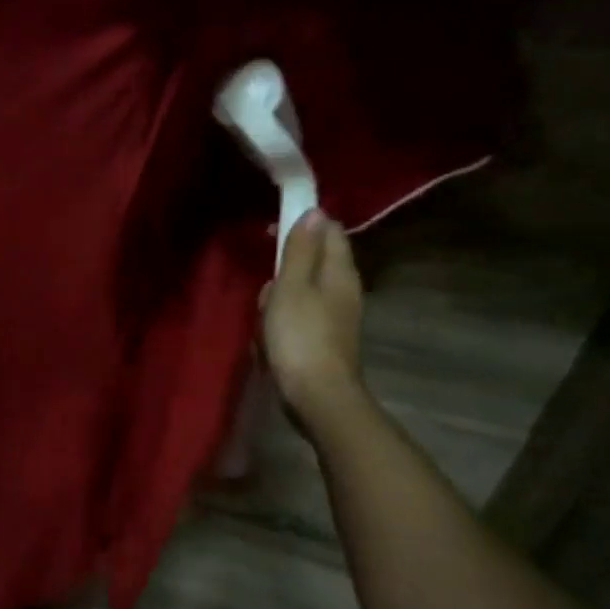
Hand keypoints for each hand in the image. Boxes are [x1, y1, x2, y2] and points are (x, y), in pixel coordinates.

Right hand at [261, 210, 366, 427]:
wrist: (317, 396)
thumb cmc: (300, 336)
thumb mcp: (292, 287)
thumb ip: (300, 250)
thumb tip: (314, 212)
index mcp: (340, 272)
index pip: (330, 231)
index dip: (304, 224)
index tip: (273, 231)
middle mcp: (344, 290)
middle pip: (312, 262)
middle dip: (284, 270)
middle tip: (267, 287)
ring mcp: (336, 317)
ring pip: (301, 292)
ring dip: (278, 300)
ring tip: (265, 319)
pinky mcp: (324, 339)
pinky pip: (299, 317)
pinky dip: (281, 323)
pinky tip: (269, 340)